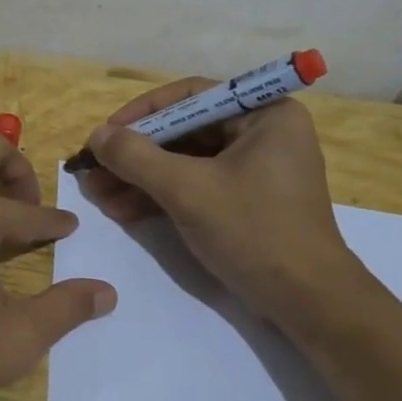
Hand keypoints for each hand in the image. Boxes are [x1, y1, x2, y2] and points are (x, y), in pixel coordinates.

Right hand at [78, 80, 358, 322]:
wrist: (308, 303)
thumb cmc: (253, 231)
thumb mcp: (187, 190)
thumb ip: (137, 157)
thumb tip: (96, 135)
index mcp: (265, 114)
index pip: (190, 97)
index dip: (141, 113)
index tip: (105, 134)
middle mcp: (263, 133)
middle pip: (185, 131)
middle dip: (136, 154)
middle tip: (94, 170)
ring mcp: (256, 168)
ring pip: (186, 161)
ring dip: (141, 178)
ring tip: (98, 195)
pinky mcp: (247, 200)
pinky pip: (197, 185)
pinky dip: (162, 196)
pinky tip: (123, 210)